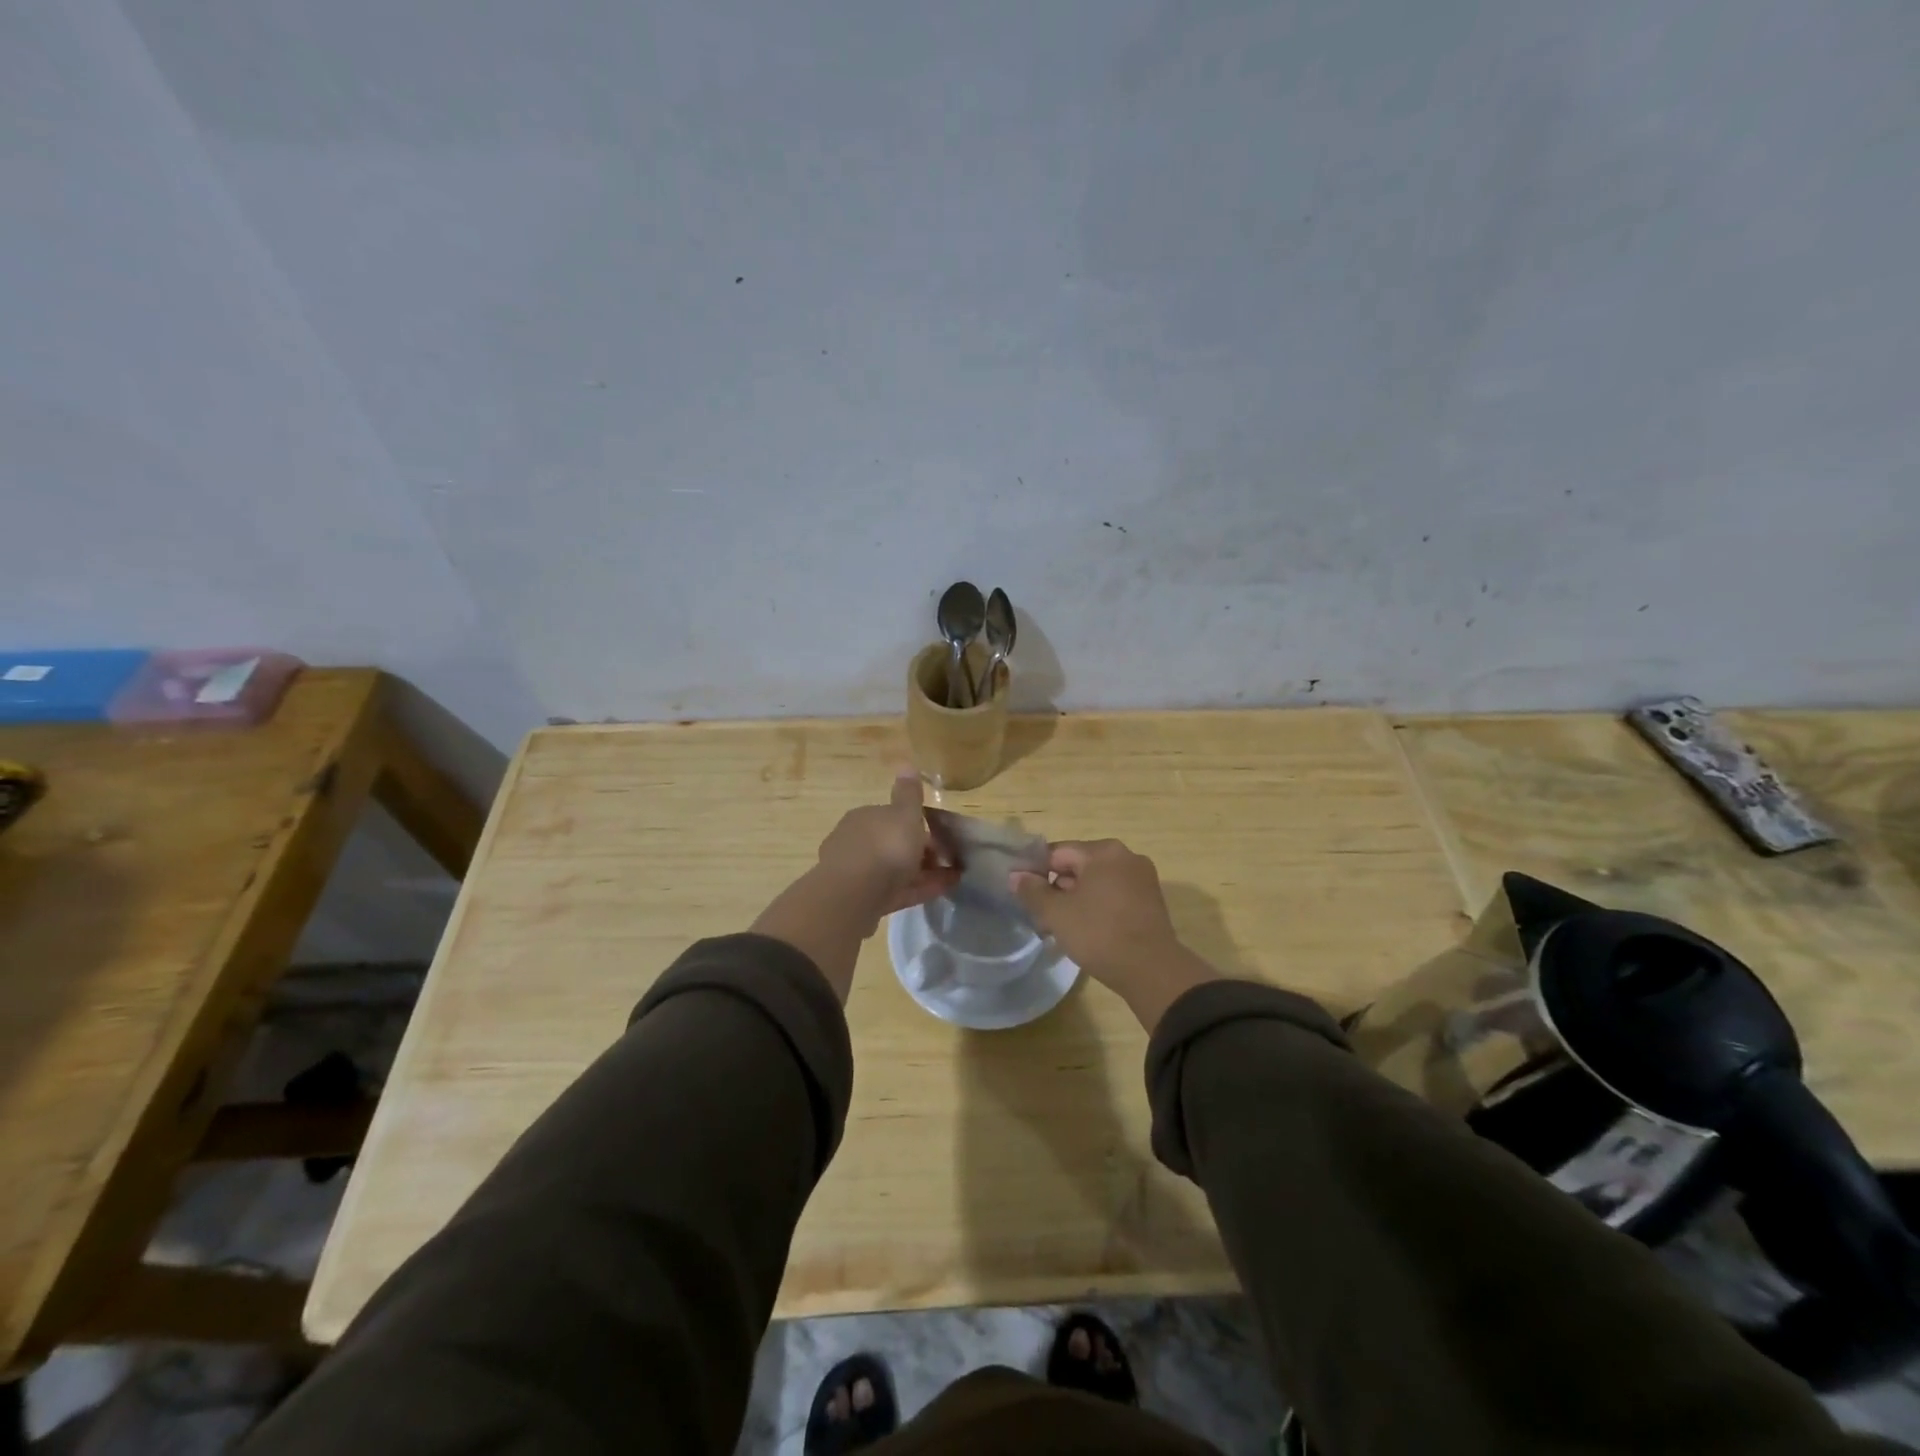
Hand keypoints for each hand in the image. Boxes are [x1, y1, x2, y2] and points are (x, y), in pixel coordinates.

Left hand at [752, 774, 958, 1003]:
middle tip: (949, 860)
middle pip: (894, 844)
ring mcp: (858, 873)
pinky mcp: (863, 900)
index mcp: (864, 817)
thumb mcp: (904, 814)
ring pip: (896, 870)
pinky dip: (919, 889)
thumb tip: (906, 764)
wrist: (854, 895)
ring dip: (924, 873)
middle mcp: (856, 842)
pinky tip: (941, 891)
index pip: (893, 817)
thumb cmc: (884, 846)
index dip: (918, 825)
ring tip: (953, 879)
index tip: (940, 836)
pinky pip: (896, 891)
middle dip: (920, 852)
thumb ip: (908, 793)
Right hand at [1010, 839, 1218, 1031]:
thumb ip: (1032, 891)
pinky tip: (1087, 932)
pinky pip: (1115, 895)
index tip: (1024, 895)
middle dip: (1057, 889)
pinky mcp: (1151, 901)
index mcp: (1103, 851)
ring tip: (1062, 929)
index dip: (1036, 871)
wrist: (1152, 971)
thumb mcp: (1056, 913)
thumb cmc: (1099, 934)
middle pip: (1079, 866)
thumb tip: (1015, 876)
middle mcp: (1126, 856)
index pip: (1058, 852)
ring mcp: (1142, 878)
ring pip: (1097, 883)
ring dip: (1076, 900)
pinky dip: (1098, 907)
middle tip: (1042, 918)